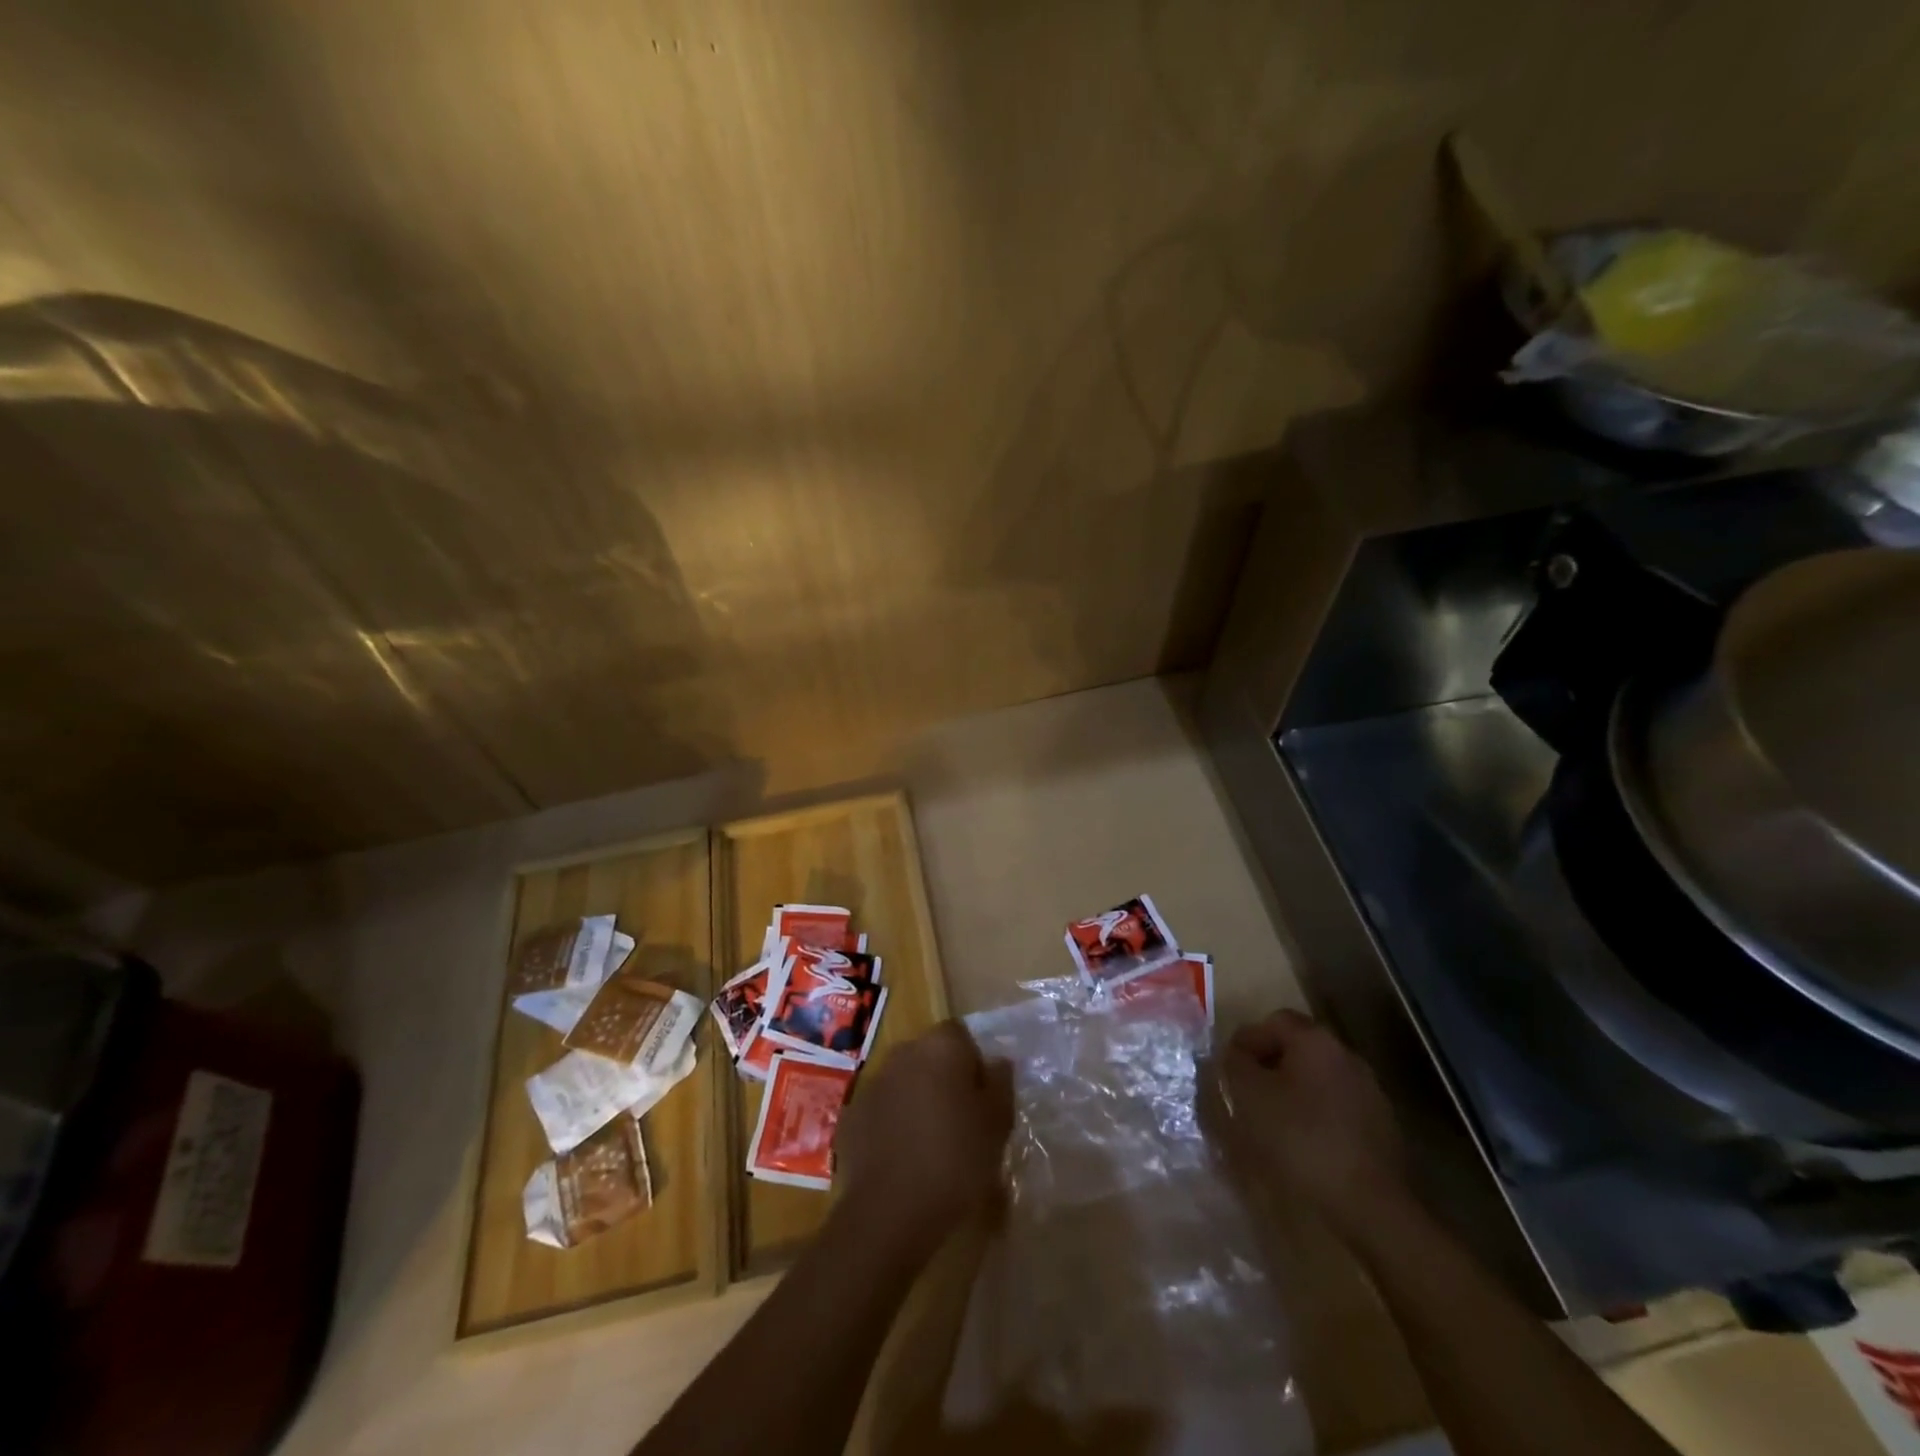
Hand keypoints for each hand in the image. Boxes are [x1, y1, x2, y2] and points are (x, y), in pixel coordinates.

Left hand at [835, 1021, 1013, 1259]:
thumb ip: (1000, 1083)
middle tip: (961, 1120)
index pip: (960, 1034)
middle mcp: (903, 1053)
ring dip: (917, 1100)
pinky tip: (904, 1158)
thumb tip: (996, 1063)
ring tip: (932, 1142)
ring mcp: (873, 1083)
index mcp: (940, 1047)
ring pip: (904, 1081)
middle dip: (944, 1078)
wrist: (890, 1210)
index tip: (983, 1097)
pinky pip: (882, 1109)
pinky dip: (893, 1123)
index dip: (973, 1061)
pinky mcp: (852, 1115)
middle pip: (930, 1055)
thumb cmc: (955, 1159)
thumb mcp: (997, 1124)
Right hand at [1221, 1008, 1406, 1235]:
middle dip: (1269, 1065)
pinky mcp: (1380, 1127)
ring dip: (1293, 1090)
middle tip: (1246, 1092)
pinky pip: (1336, 1106)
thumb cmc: (1301, 1138)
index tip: (1229, 1068)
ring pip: (1318, 1078)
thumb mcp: (1250, 1096)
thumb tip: (1234, 1055)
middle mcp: (1346, 1056)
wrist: (1369, 1204)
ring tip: (1271, 1120)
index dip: (1247, 1040)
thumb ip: (1235, 1065)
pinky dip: (1315, 1115)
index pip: (1274, 1021)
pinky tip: (1303, 1142)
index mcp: (1315, 1041)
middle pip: (1298, 1048)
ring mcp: (1369, 1092)